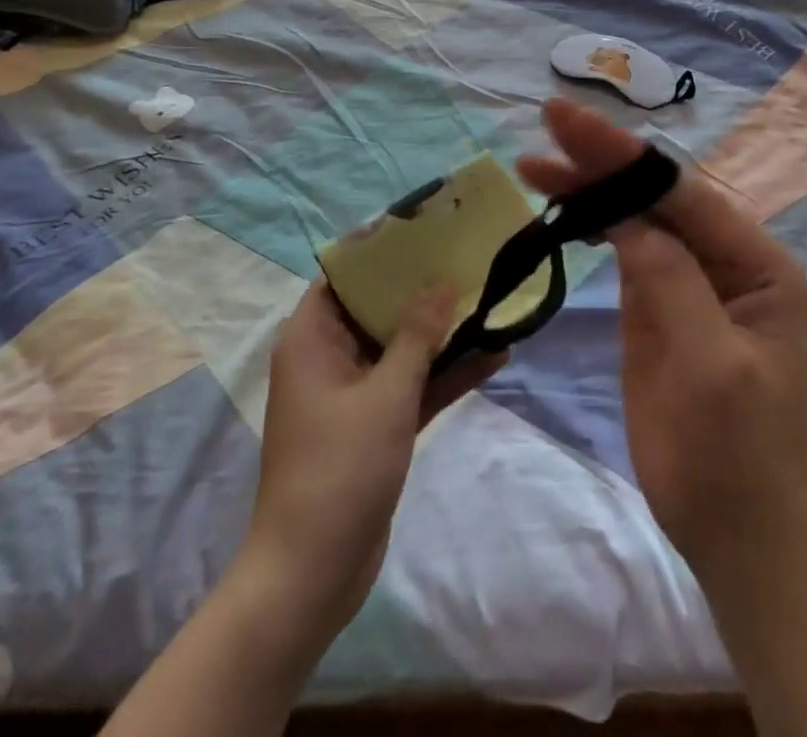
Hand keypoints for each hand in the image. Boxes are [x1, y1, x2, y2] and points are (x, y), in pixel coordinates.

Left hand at [243, 279, 504, 643]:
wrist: (313, 574)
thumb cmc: (339, 468)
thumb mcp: (385, 394)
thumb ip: (416, 335)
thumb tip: (442, 282)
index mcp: (312, 339)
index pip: (344, 277)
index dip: (380, 252)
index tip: (425, 231)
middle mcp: (329, 358)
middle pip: (378, 309)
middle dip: (423, 289)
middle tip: (468, 259)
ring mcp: (354, 394)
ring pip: (401, 348)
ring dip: (442, 333)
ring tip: (491, 300)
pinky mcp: (375, 426)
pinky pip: (412, 386)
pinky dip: (444, 374)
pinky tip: (494, 356)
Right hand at [518, 99, 806, 584]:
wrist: (734, 530)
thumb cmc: (736, 453)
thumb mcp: (710, 363)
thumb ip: (669, 279)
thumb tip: (624, 215)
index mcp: (756, 261)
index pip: (681, 192)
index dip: (624, 154)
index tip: (570, 121)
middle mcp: (725, 256)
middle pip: (655, 192)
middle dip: (602, 157)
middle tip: (547, 119)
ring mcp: (688, 276)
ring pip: (634, 213)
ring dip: (588, 184)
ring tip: (535, 161)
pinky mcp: (657, 299)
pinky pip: (623, 245)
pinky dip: (590, 220)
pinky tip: (560, 202)